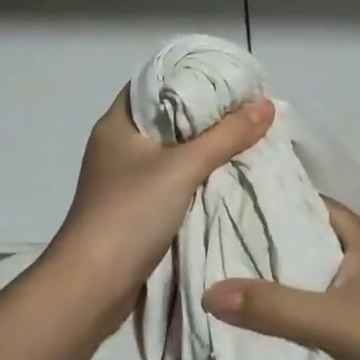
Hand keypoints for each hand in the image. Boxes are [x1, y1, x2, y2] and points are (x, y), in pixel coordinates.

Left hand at [45, 87, 274, 325]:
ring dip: (201, 147)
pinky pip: (169, 180)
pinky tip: (224, 176)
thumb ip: (225, 136)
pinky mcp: (132, 208)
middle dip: (205, 114)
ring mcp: (122, 179)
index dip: (191, 76)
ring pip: (169, 151)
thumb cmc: (131, 212)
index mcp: (117, 123)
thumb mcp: (183, 168)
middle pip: (165, 117)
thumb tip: (266, 105)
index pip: (154, 82)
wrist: (93, 283)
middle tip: (247, 109)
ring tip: (243, 138)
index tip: (229, 79)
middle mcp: (116, 145)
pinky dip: (194, 175)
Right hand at [202, 199, 359, 359]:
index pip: (307, 204)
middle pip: (308, 243)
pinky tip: (268, 328)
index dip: (268, 203)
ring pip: (316, 281)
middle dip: (266, 249)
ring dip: (282, 287)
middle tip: (213, 250)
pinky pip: (327, 312)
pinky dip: (300, 317)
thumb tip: (207, 291)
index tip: (222, 205)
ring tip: (229, 286)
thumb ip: (274, 307)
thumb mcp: (336, 322)